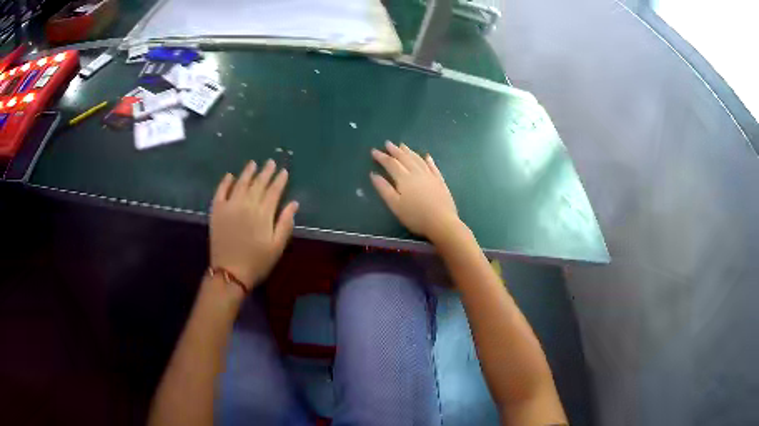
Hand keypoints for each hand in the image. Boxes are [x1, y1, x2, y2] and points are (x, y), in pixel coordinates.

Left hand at [210, 160, 298, 289]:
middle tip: (271, 162)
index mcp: (263, 213)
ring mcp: (230, 206)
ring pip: (240, 183)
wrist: (230, 272)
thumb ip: (285, 223)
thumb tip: (294, 203)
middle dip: (266, 172)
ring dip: (248, 172)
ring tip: (253, 164)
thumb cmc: (257, 262)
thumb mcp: (277, 246)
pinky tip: (229, 175)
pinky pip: (220, 191)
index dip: (280, 180)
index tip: (284, 171)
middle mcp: (246, 204)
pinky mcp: (217, 211)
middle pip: (258, 184)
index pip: (274, 191)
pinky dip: (225, 182)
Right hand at [371, 141, 459, 240]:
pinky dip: (428, 160)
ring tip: (403, 146)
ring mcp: (430, 175)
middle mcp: (417, 172)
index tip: (374, 151)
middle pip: (404, 158)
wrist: (441, 222)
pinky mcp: (440, 181)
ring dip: (409, 152)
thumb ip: (384, 189)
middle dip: (395, 150)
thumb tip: (373, 174)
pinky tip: (427, 156)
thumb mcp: (395, 205)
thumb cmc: (415, 216)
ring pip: (418, 159)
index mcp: (404, 178)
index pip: (391, 164)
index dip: (382, 157)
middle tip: (388, 143)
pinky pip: (433, 166)